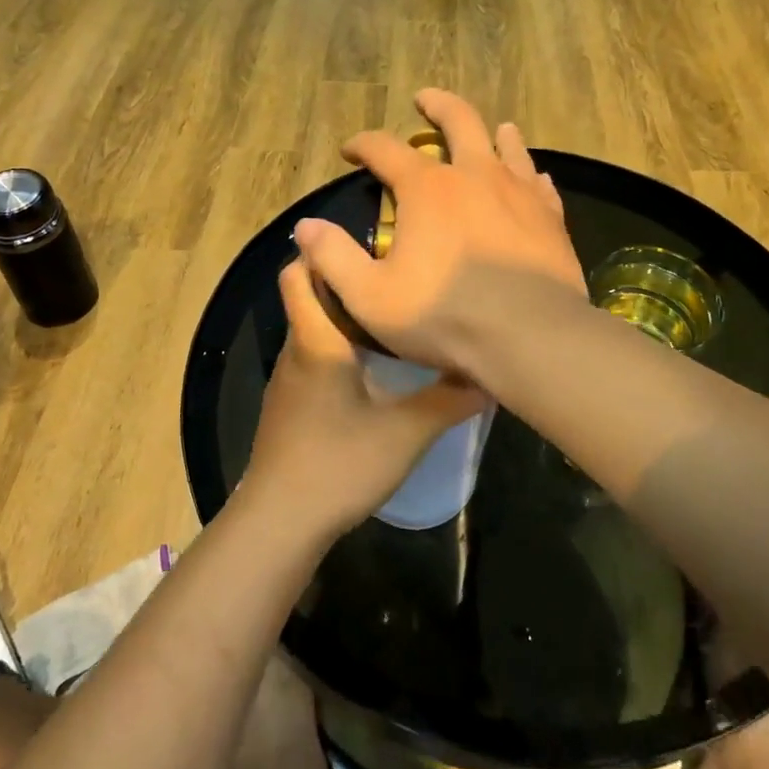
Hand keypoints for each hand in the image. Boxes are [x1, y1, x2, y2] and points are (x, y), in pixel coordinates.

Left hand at [239, 259, 488, 540]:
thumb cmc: (338, 465)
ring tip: (393, 315)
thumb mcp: (405, 433)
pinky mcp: (289, 405)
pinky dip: (336, 347)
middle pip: (308, 296)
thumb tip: (489, 372)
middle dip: (345, 281)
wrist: (279, 523)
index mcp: (316, 342)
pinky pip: (311, 357)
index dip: (322, 251)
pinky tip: (372, 367)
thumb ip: (448, 399)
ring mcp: (287, 380)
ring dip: (343, 316)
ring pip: (311, 328)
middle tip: (396, 278)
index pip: (300, 274)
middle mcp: (296, 351)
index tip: (367, 245)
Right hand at [292, 88, 585, 375]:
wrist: (531, 337)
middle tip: (425, 99)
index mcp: (427, 189)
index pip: (385, 149)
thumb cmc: (445, 317)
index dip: (363, 144)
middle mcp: (475, 176)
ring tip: (494, 128)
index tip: (350, 150)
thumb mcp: (370, 297)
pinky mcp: (551, 217)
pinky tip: (533, 177)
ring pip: (508, 146)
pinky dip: (529, 174)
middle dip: (437, 106)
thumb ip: (333, 258)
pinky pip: (540, 184)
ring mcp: (519, 193)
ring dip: (494, 132)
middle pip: (459, 120)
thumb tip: (306, 226)